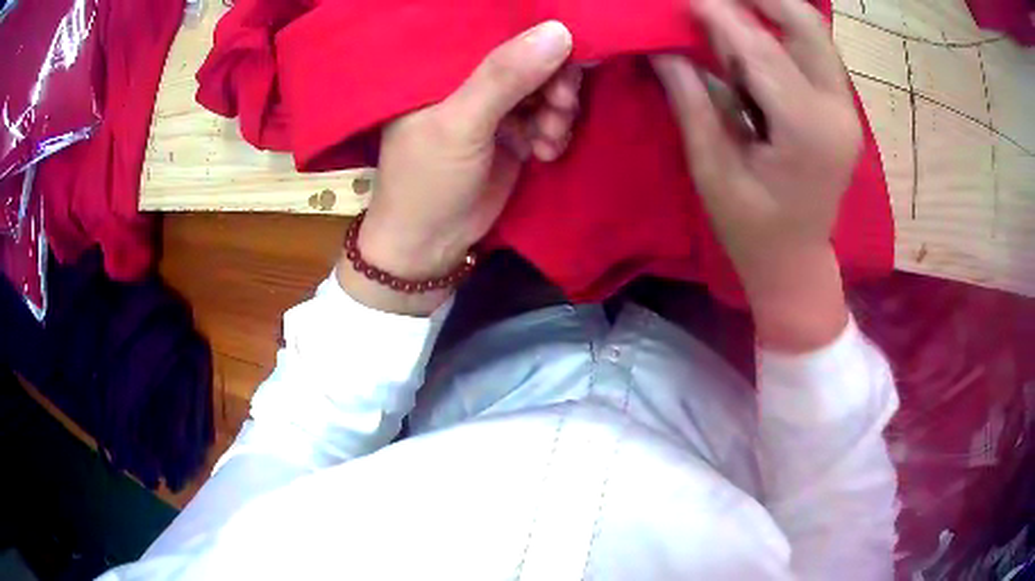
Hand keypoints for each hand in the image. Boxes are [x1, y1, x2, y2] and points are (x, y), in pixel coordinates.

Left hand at [338, 21, 580, 314]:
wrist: (430, 244)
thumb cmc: (428, 179)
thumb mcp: (461, 124)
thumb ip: (505, 77)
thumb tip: (560, 30)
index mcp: (444, 67)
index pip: (497, 32)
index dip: (536, 35)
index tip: (571, 46)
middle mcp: (470, 79)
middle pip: (529, 59)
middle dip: (554, 80)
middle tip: (560, 105)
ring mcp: (494, 107)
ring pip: (544, 88)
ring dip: (558, 110)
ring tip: (548, 137)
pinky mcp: (512, 134)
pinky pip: (548, 118)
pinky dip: (554, 132)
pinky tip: (546, 152)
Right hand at [652, 0, 858, 351]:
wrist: (796, 262)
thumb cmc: (751, 229)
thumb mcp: (712, 168)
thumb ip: (691, 99)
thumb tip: (662, 47)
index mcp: (807, 130)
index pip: (760, 49)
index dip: (717, 14)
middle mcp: (837, 110)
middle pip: (804, 25)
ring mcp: (845, 107)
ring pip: (811, 32)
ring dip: (769, 10)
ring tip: (725, 9)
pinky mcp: (841, 107)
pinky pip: (812, 50)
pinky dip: (779, 31)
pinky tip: (749, 32)